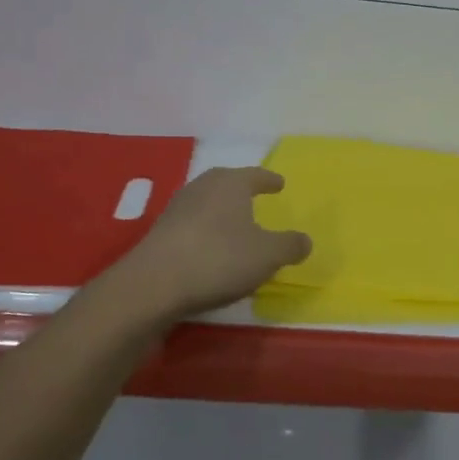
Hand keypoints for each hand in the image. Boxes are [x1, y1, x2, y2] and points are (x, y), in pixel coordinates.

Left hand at [116, 167, 311, 319]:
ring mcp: (176, 209)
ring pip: (206, 203)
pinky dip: (205, 231)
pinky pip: (191, 225)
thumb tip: (305, 240)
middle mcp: (202, 188)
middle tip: (255, 198)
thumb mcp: (268, 255)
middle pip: (226, 183)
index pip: (255, 175)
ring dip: (221, 212)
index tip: (279, 183)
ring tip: (234, 225)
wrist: (154, 284)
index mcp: (231, 184)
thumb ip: (290, 246)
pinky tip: (210, 249)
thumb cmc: (219, 258)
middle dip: (241, 190)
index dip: (269, 180)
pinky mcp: (159, 233)